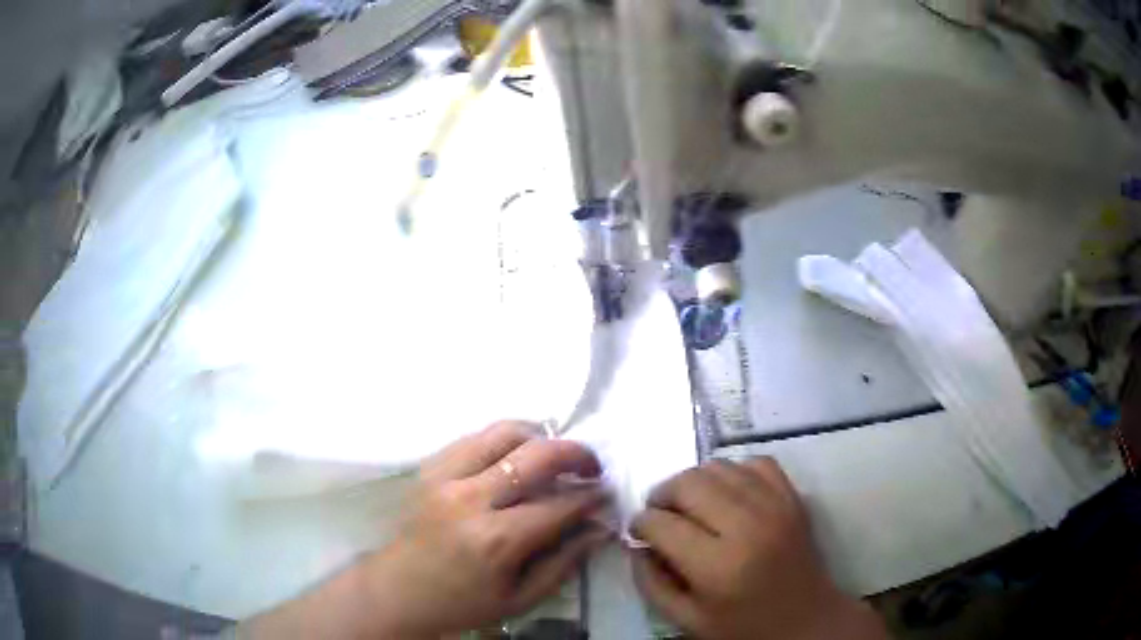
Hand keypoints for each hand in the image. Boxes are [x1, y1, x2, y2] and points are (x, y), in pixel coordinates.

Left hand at [244, 421, 609, 638]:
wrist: (398, 589)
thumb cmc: (462, 602)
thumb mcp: (520, 598)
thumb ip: (565, 562)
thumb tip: (600, 527)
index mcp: (496, 540)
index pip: (559, 504)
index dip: (590, 496)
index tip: (605, 494)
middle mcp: (470, 499)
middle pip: (536, 455)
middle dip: (575, 454)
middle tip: (590, 466)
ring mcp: (445, 476)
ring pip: (504, 432)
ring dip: (540, 436)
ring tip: (554, 454)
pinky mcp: (430, 467)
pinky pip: (475, 437)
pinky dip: (505, 439)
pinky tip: (516, 456)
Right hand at [630, 458, 885, 639]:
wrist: (806, 619)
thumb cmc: (743, 627)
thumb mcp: (687, 620)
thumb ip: (652, 584)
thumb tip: (637, 545)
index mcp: (717, 566)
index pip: (662, 524)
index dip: (640, 524)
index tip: (638, 531)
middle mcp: (747, 526)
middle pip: (688, 484)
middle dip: (662, 495)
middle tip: (659, 514)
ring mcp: (775, 506)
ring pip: (718, 467)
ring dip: (693, 482)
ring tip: (690, 504)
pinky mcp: (792, 497)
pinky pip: (755, 462)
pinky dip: (733, 472)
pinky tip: (727, 494)